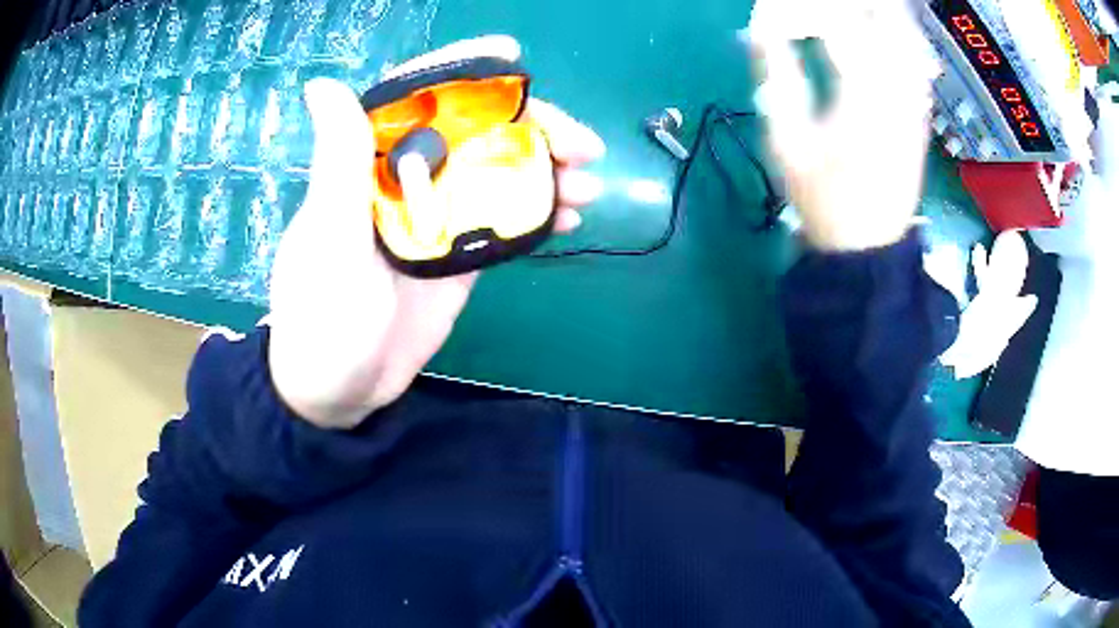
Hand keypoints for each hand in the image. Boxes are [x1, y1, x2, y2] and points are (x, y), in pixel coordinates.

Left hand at [267, 36, 605, 428]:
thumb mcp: (328, 241)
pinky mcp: (459, 252)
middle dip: (532, 127)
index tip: (511, 55)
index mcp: (369, 164)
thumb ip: (338, 165)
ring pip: (498, 171)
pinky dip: (540, 211)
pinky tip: (570, 217)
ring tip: (587, 184)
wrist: (341, 389)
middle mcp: (407, 177)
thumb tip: (324, 84)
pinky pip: (505, 217)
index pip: (416, 97)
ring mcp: (438, 214)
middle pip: (475, 131)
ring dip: (547, 169)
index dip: (463, 70)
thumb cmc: (322, 318)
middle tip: (581, 146)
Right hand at [749, 0, 939, 251]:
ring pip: (908, 38)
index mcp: (859, 99)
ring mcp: (914, 105)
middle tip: (834, 3)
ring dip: (885, 15)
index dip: (808, 8)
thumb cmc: (822, 197)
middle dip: (860, 5)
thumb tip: (759, 30)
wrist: (868, 245)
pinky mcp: (921, 116)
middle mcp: (895, 95)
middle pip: (887, 23)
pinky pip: (918, 62)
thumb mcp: (786, 142)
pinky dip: (903, 37)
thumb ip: (775, 78)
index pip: (839, 26)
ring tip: (860, 9)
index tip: (780, 8)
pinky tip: (888, 30)